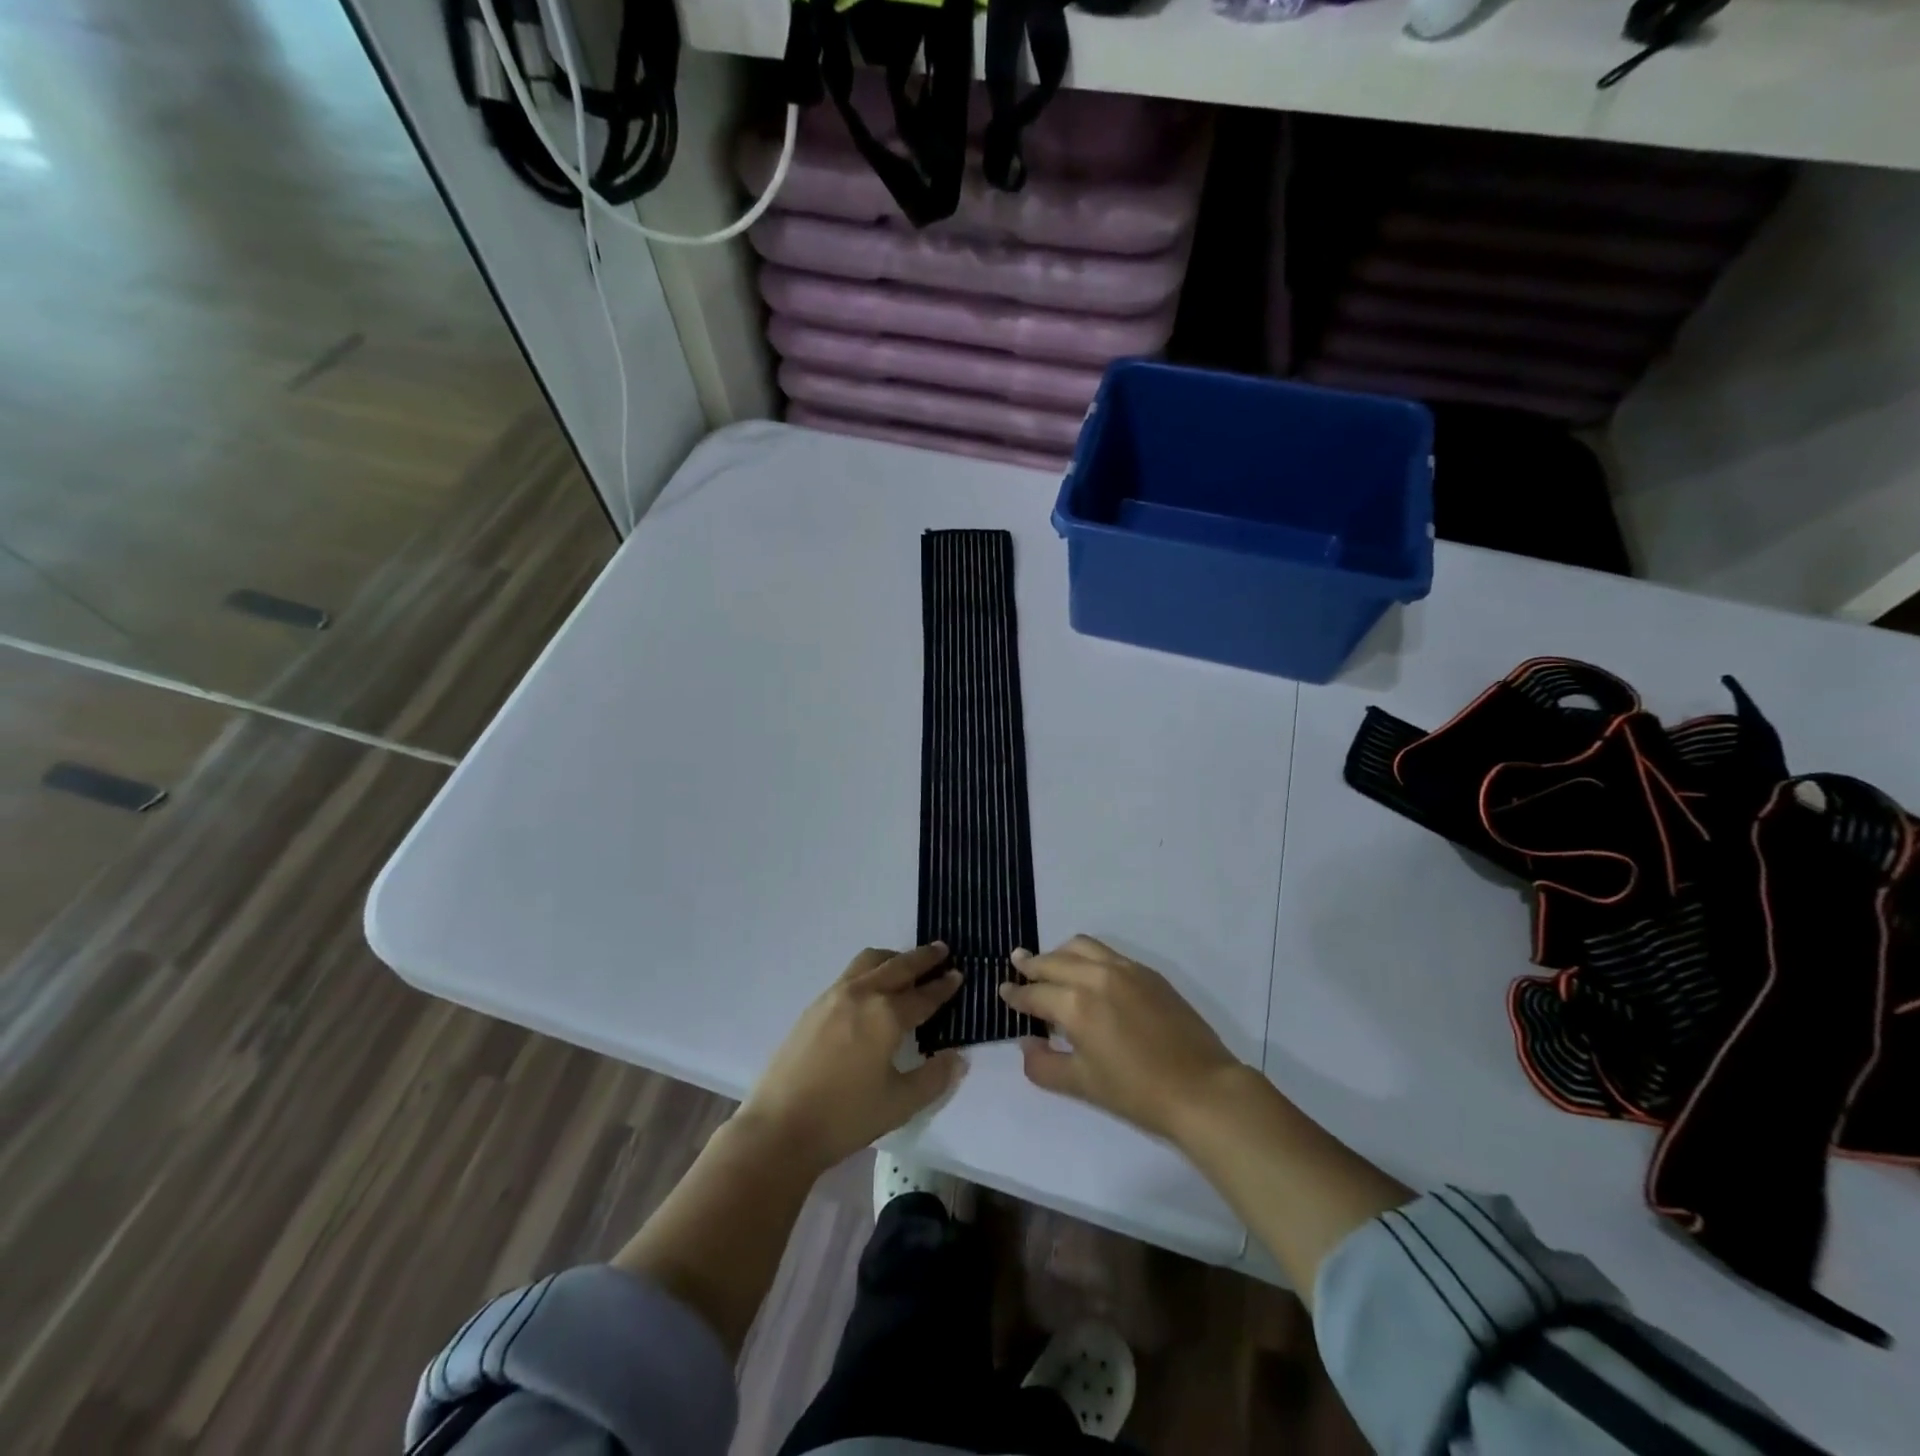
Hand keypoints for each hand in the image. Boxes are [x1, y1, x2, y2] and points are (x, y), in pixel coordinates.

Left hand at [739, 944, 964, 1171]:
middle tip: (942, 950)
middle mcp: (862, 994)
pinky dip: (870, 970)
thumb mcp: (900, 1104)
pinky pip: (851, 974)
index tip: (958, 974)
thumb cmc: (845, 1117)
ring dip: (894, 958)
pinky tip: (872, 989)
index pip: (923, 995)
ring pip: (870, 961)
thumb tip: (958, 1058)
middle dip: (923, 958)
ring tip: (906, 964)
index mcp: (886, 1015)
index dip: (943, 986)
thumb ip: (934, 1078)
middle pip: (898, 966)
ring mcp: (833, 996)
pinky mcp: (814, 1006)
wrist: (779, 1127)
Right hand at [999, 936, 1242, 1142]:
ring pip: (1080, 946)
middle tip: (1017, 966)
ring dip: (1059, 953)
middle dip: (1031, 965)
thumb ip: (1043, 1064)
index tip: (1003, 990)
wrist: (1201, 1089)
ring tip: (1050, 965)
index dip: (1015, 994)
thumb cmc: (1137, 1093)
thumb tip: (1027, 1042)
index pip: (1034, 993)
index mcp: (1076, 1005)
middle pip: (1053, 961)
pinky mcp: (1147, 972)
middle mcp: (1096, 976)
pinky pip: (1107, 952)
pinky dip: (1086, 956)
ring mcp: (1125, 969)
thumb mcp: (1082, 1085)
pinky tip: (1087, 973)